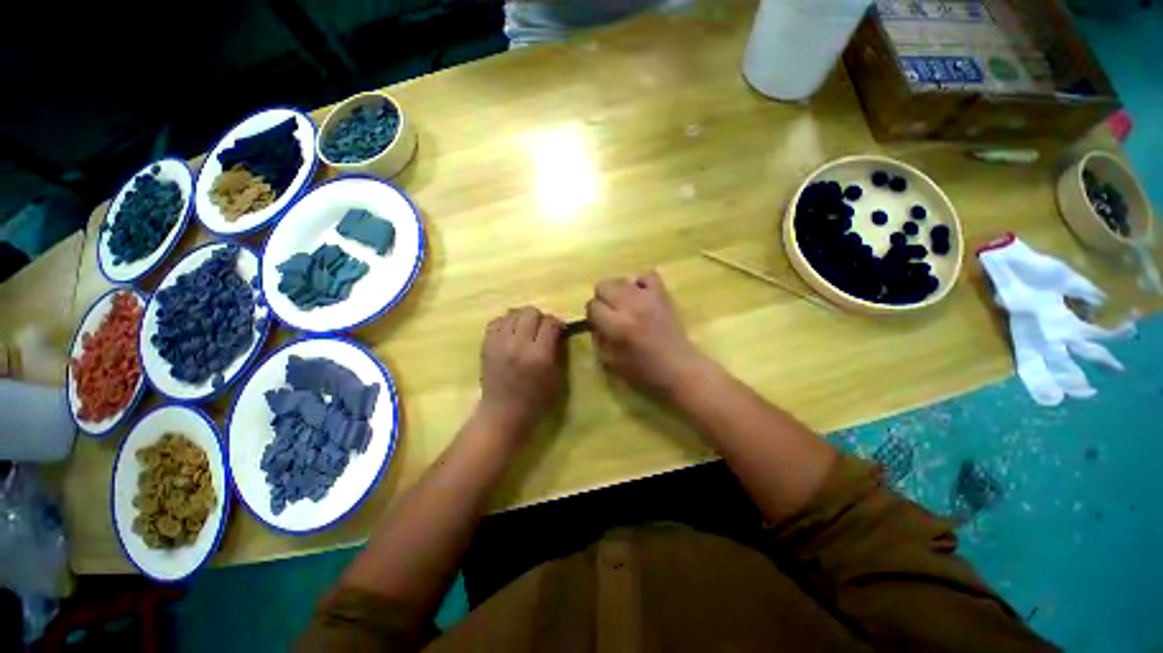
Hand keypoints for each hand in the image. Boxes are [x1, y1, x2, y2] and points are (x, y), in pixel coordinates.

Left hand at [477, 307, 564, 438]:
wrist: (502, 413)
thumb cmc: (536, 400)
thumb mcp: (556, 377)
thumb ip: (558, 350)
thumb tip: (558, 330)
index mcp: (539, 355)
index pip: (550, 323)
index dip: (556, 324)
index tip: (557, 331)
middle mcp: (518, 344)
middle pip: (531, 312)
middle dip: (540, 318)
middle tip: (541, 330)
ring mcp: (499, 343)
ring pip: (513, 313)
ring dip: (522, 318)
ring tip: (525, 330)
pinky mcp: (486, 345)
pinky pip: (496, 321)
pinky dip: (506, 323)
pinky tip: (510, 333)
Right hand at [586, 271, 707, 396]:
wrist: (679, 369)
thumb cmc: (643, 372)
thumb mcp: (610, 362)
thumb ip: (598, 338)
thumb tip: (594, 322)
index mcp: (616, 325)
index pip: (592, 306)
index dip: (592, 315)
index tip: (598, 323)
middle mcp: (630, 306)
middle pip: (603, 286)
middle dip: (602, 299)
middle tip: (610, 313)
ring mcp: (648, 297)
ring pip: (621, 279)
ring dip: (619, 293)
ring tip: (626, 306)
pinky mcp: (663, 294)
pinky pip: (647, 275)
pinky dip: (640, 284)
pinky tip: (641, 297)